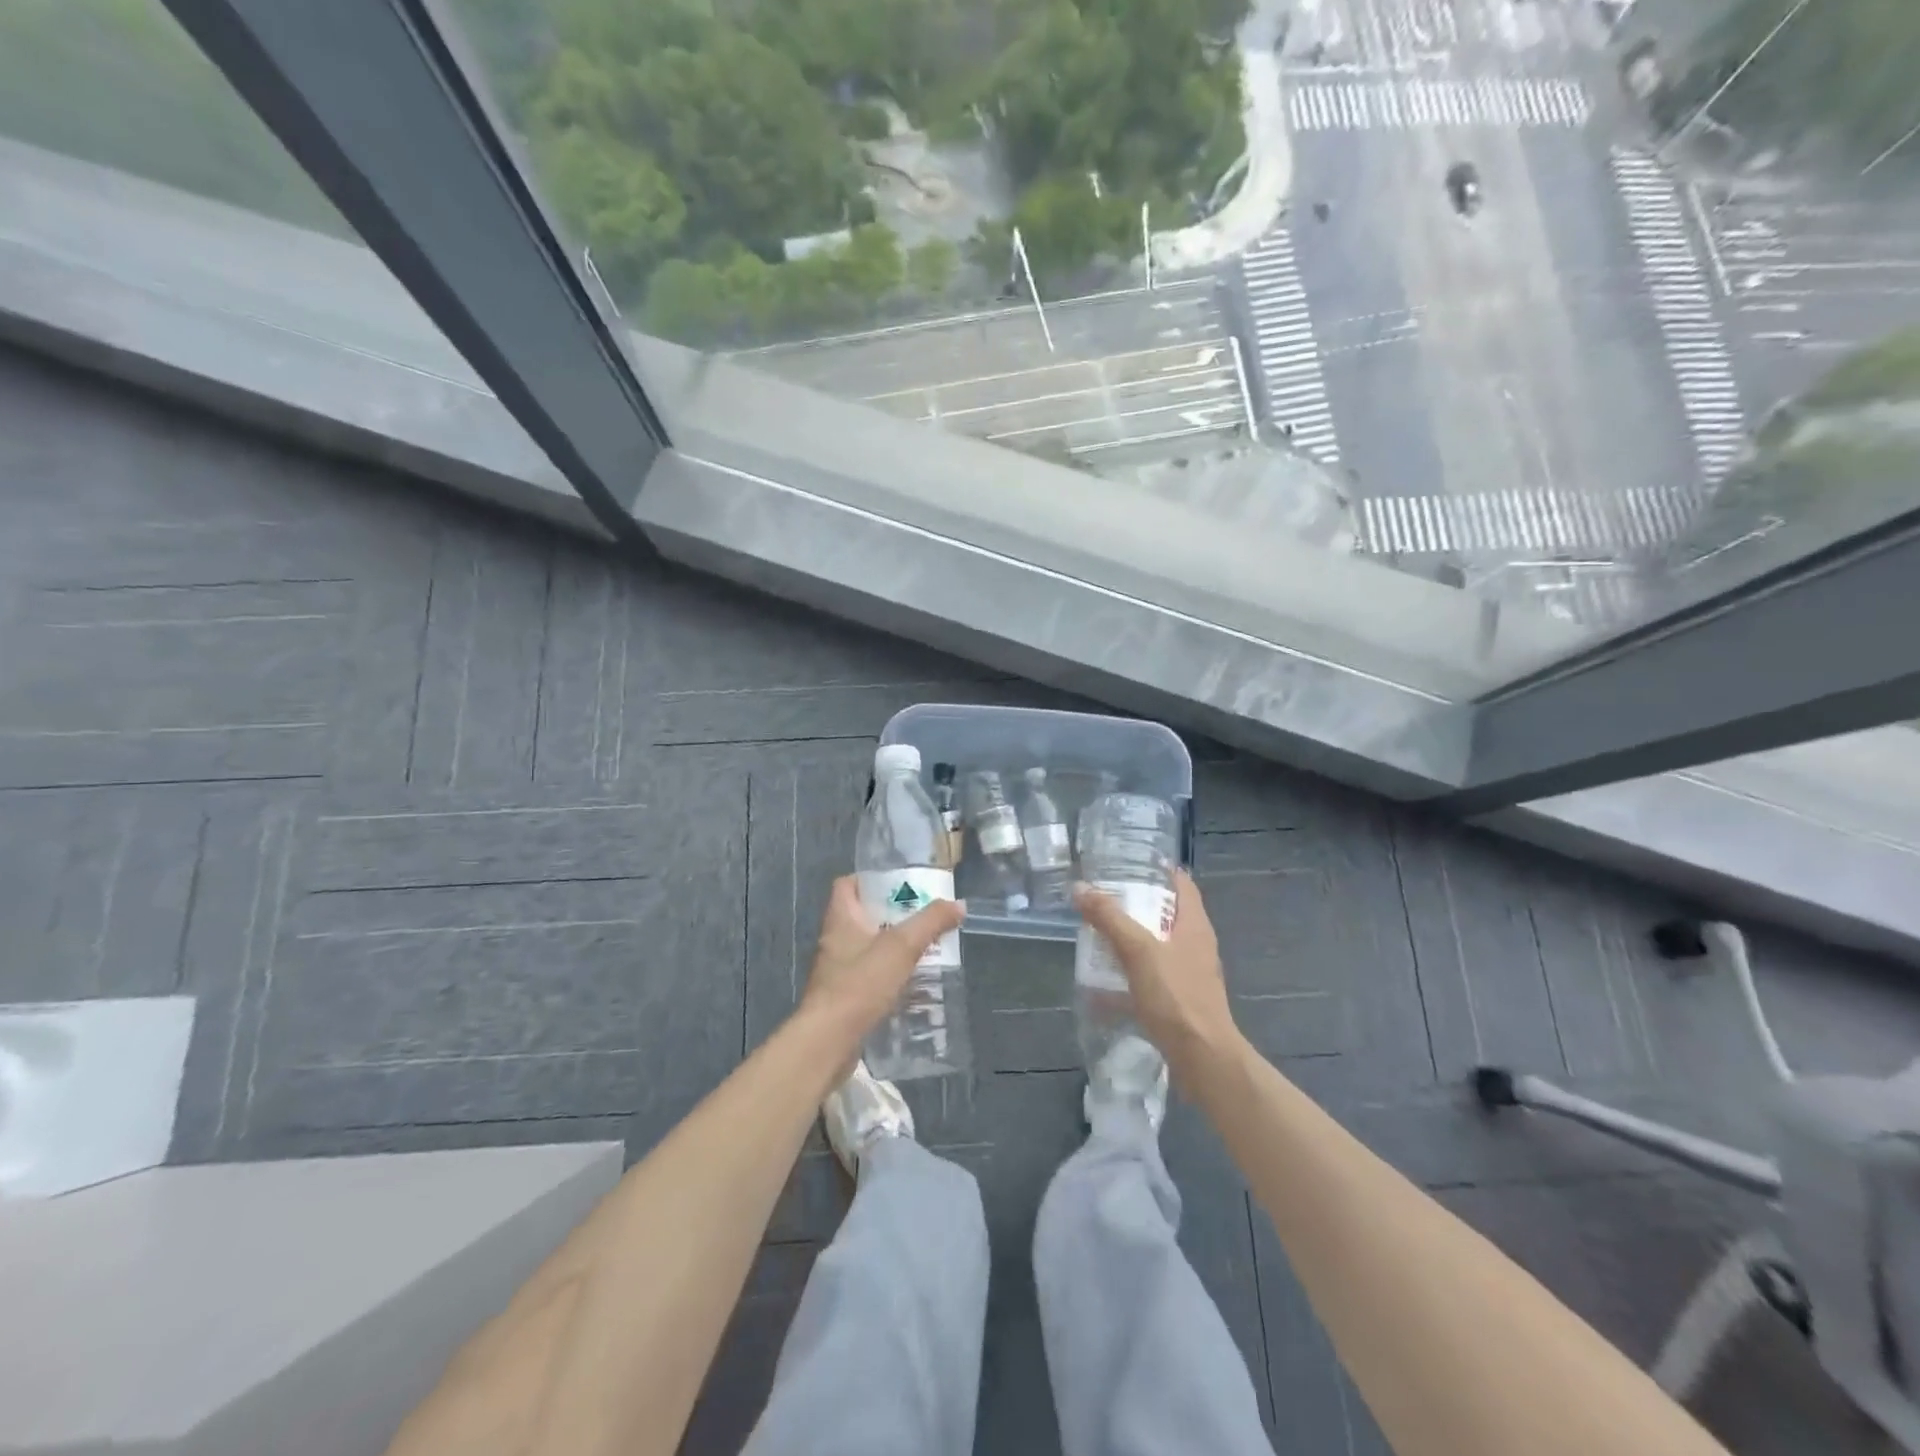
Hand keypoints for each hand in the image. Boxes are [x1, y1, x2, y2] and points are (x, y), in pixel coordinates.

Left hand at [801, 875, 964, 1041]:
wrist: (829, 1042)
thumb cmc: (860, 985)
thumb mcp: (901, 947)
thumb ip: (930, 922)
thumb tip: (958, 905)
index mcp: (840, 919)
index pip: (847, 884)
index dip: (870, 879)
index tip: (899, 883)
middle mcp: (834, 940)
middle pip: (862, 915)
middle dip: (892, 914)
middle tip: (923, 916)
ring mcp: (836, 970)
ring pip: (867, 947)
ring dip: (893, 947)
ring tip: (924, 948)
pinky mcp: (843, 997)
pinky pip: (869, 976)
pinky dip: (889, 975)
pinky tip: (912, 983)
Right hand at [1074, 870, 1238, 1072]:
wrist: (1202, 1058)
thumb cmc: (1175, 996)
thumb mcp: (1138, 950)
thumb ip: (1109, 918)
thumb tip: (1080, 888)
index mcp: (1194, 925)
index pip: (1182, 883)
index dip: (1159, 869)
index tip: (1129, 861)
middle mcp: (1195, 945)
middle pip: (1167, 913)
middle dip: (1136, 904)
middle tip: (1103, 896)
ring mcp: (1189, 974)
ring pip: (1157, 946)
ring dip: (1130, 940)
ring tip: (1098, 935)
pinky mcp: (1179, 1000)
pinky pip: (1150, 978)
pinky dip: (1128, 976)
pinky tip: (1102, 985)